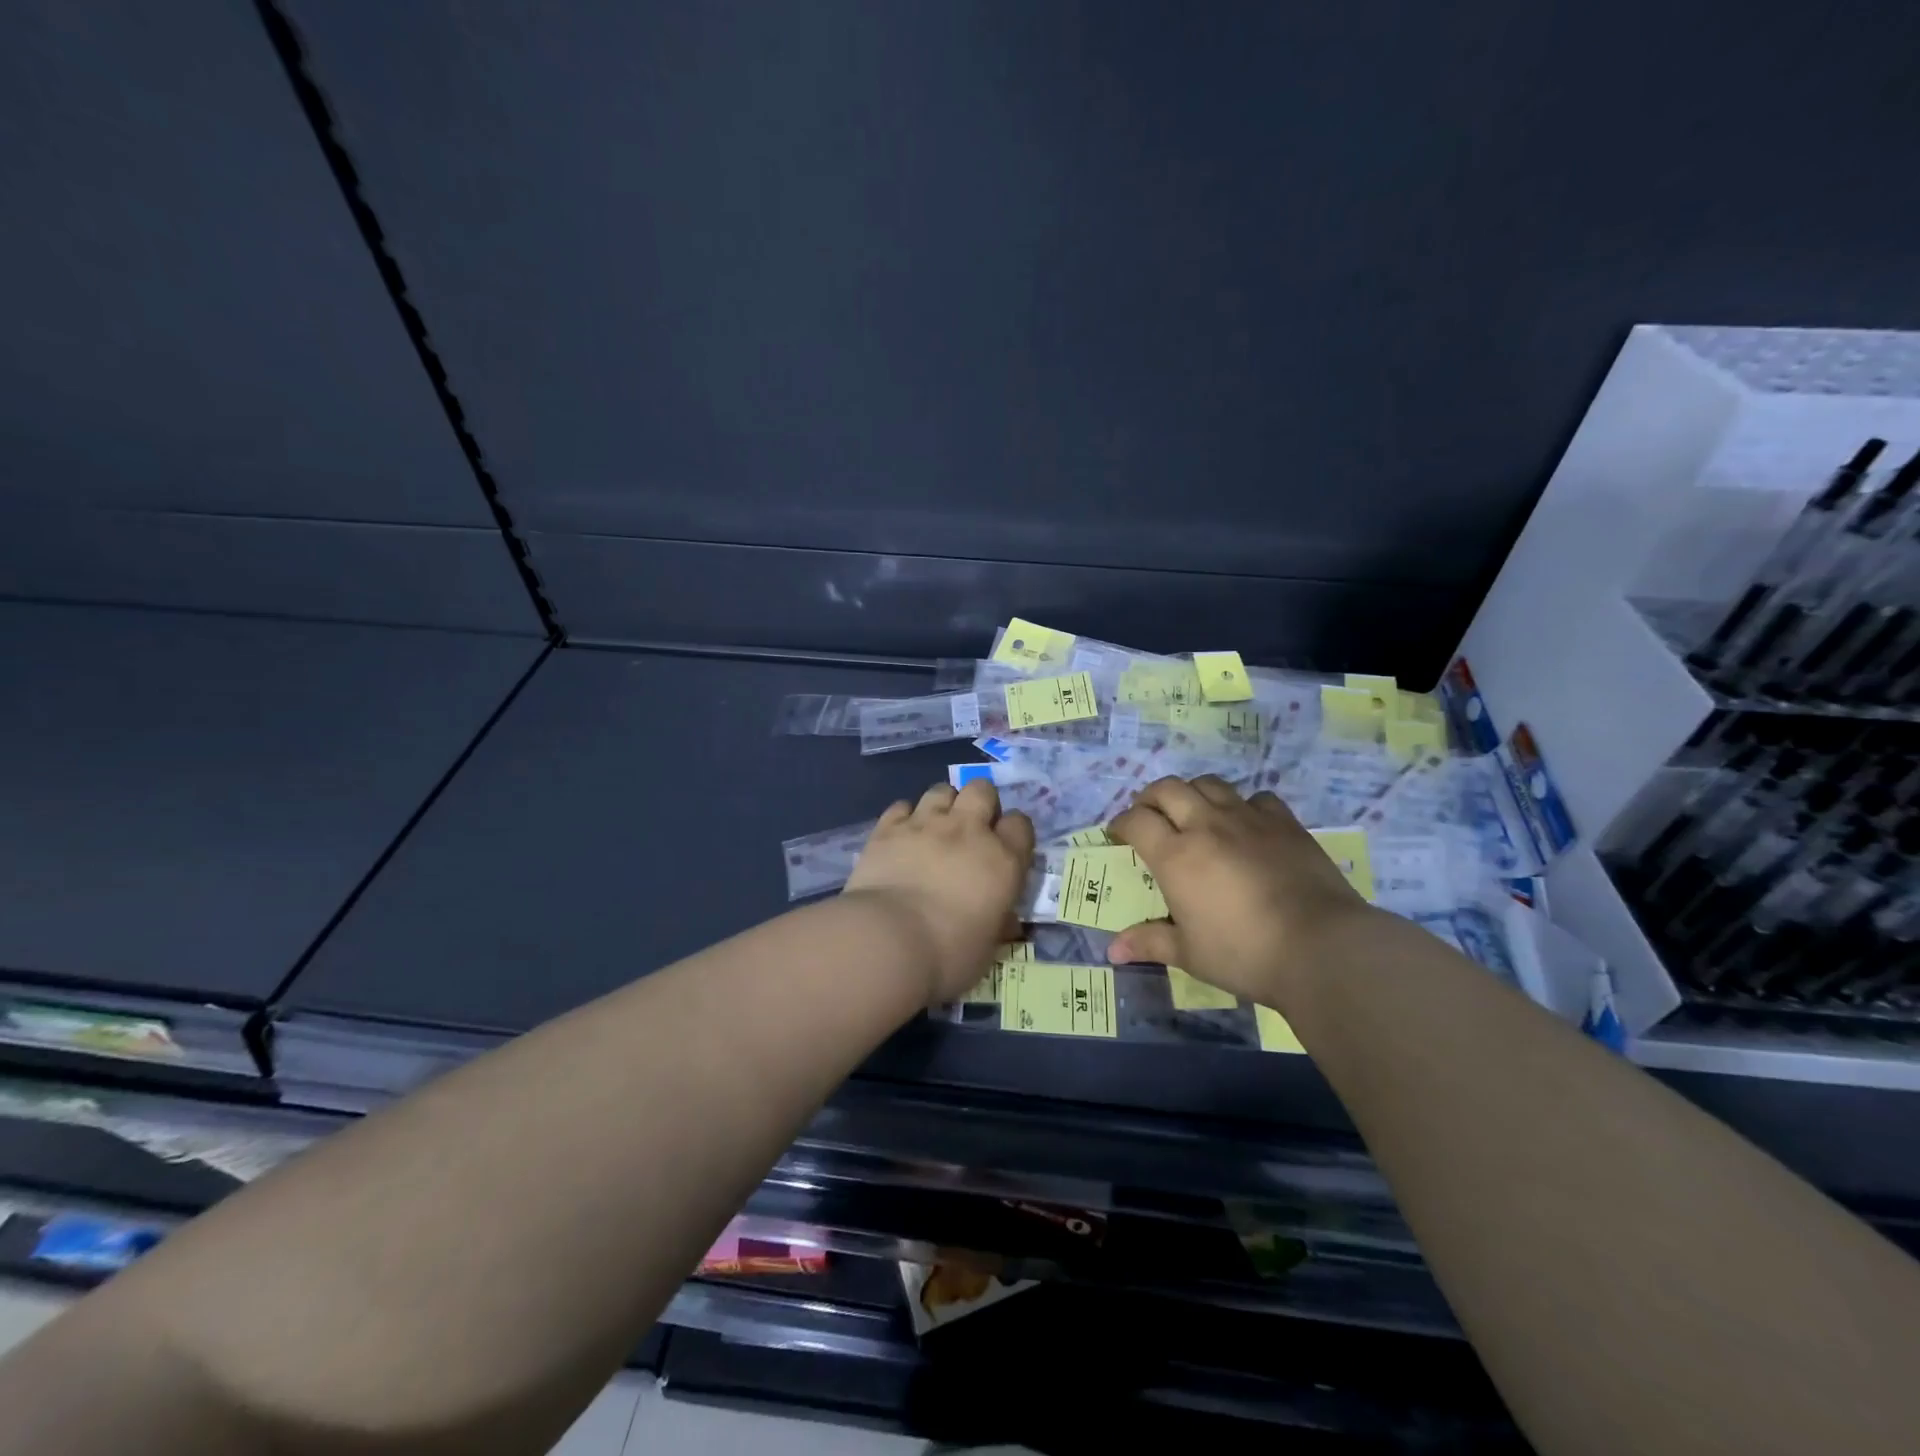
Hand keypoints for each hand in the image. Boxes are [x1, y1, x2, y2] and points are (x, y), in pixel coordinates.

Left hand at [844, 780, 1034, 1003]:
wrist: (887, 942)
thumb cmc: (948, 955)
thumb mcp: (988, 948)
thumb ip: (998, 923)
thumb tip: (1006, 921)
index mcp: (1002, 860)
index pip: (1021, 824)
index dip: (1014, 832)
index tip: (1005, 849)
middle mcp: (968, 831)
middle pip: (982, 790)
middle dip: (980, 802)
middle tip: (971, 829)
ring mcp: (926, 824)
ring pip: (941, 790)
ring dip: (943, 804)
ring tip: (935, 827)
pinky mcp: (888, 828)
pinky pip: (901, 805)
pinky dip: (904, 817)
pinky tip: (901, 836)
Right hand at [1106, 775, 1375, 1005]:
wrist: (1321, 947)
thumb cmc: (1245, 954)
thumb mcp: (1190, 954)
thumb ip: (1150, 942)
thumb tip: (1112, 951)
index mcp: (1176, 856)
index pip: (1136, 821)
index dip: (1121, 824)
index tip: (1119, 835)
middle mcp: (1206, 826)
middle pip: (1167, 789)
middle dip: (1150, 797)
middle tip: (1149, 815)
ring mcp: (1247, 819)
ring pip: (1209, 784)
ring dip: (1192, 792)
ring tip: (1192, 812)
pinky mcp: (1284, 822)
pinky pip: (1256, 797)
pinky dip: (1242, 804)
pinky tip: (1246, 824)